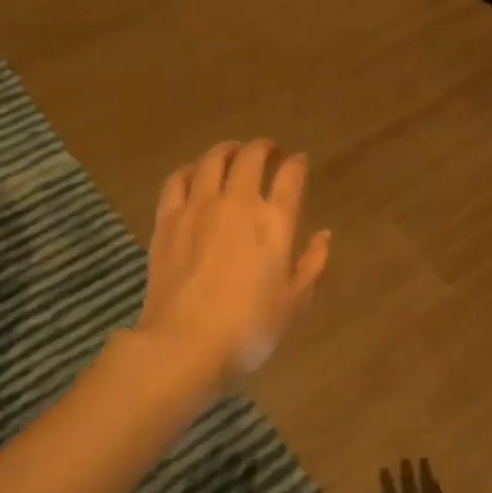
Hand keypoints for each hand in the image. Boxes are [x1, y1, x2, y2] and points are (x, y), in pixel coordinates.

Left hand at [136, 139, 330, 386]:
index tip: (299, 161)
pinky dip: (189, 170)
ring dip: (226, 150)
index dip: (297, 163)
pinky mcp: (167, 220)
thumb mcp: (294, 301)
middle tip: (269, 150)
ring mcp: (198, 208)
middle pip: (250, 157)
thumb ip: (313, 264)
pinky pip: (177, 180)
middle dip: (263, 148)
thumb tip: (324, 235)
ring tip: (233, 152)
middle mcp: (237, 203)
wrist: (184, 344)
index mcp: (274, 221)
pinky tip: (193, 173)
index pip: (290, 176)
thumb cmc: (249, 328)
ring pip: (212, 161)